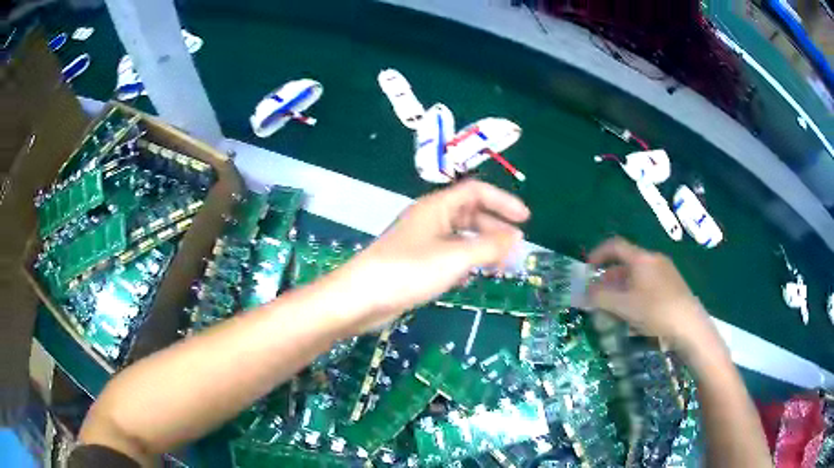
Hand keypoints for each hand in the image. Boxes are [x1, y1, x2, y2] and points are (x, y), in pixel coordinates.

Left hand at [329, 180, 529, 333]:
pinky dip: (465, 261)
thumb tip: (517, 238)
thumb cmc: (408, 271)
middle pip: (470, 214)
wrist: (361, 298)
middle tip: (516, 247)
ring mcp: (421, 241)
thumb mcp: (455, 257)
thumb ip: (489, 246)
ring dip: (482, 246)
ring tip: (501, 265)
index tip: (525, 219)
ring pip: (460, 236)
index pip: (477, 192)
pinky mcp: (415, 263)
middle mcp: (430, 219)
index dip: (503, 202)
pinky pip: (448, 255)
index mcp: (437, 207)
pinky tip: (471, 277)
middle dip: (495, 227)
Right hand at [587, 238, 716, 351]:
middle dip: (609, 276)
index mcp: (641, 258)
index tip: (587, 270)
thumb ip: (600, 297)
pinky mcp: (673, 284)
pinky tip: (635, 310)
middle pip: (626, 261)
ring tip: (614, 305)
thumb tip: (583, 292)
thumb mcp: (623, 306)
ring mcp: (666, 270)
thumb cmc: (655, 311)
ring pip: (637, 273)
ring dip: (621, 285)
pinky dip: (635, 290)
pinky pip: (648, 281)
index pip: (615, 245)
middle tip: (598, 294)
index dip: (598, 254)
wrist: (689, 325)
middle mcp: (654, 259)